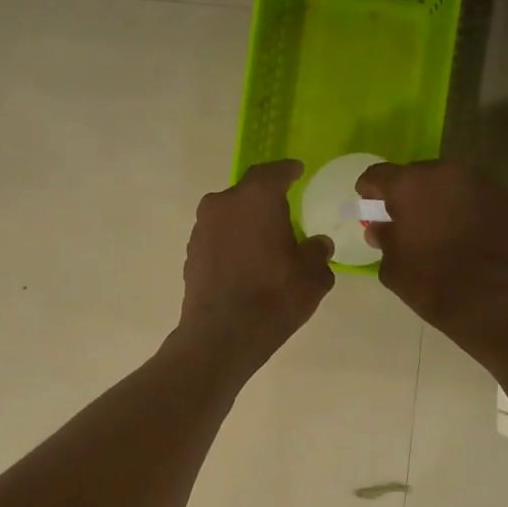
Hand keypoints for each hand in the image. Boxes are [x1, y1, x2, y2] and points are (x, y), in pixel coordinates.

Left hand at [177, 160, 334, 374]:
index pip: (274, 172)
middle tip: (283, 214)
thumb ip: (317, 252)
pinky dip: (231, 243)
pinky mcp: (191, 253)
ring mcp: (201, 228)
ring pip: (229, 216)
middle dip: (265, 201)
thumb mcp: (313, 275)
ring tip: (264, 242)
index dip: (288, 171)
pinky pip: (217, 238)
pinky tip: (244, 263)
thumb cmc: (275, 296)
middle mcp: (223, 204)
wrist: (222, 335)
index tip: (296, 171)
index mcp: (256, 197)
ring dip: (245, 223)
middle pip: (247, 193)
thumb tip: (317, 244)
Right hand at [356, 160, 507, 350]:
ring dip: (439, 199)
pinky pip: (476, 197)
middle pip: (417, 174)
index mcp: (409, 186)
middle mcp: (446, 173)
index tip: (368, 206)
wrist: (498, 302)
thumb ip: (384, 240)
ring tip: (438, 227)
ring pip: (450, 183)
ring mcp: (481, 183)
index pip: (378, 175)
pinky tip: (467, 235)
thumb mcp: (393, 268)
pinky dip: (467, 209)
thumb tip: (381, 229)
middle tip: (405, 219)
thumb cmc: (434, 285)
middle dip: (407, 194)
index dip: (369, 190)